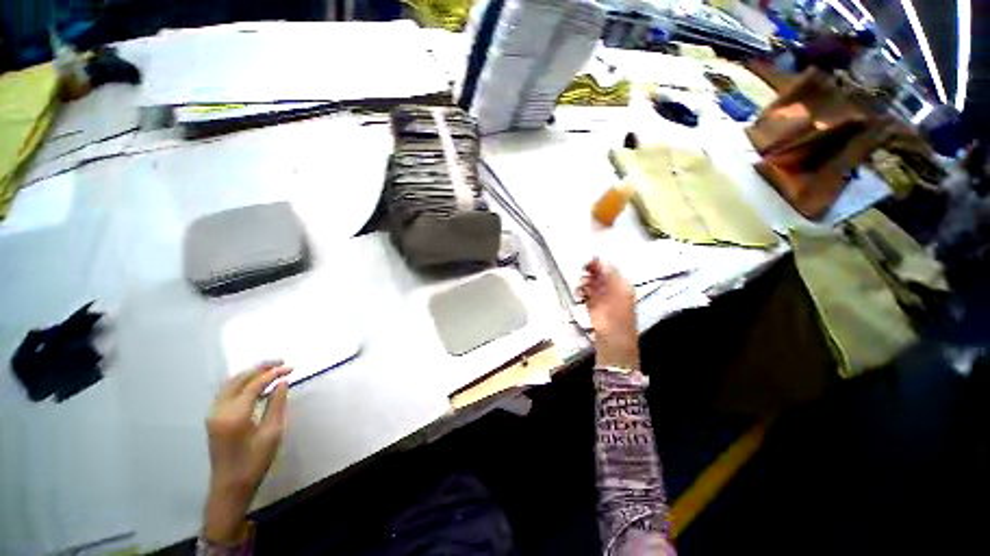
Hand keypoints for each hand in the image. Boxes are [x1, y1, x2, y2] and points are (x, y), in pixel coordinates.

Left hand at [204, 361, 289, 542]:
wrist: (230, 486)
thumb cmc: (255, 461)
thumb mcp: (272, 433)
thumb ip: (276, 404)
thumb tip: (282, 382)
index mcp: (234, 415)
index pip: (254, 384)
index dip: (273, 373)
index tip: (291, 368)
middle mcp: (219, 410)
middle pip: (238, 379)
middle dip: (260, 367)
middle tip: (281, 362)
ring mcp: (213, 414)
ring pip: (230, 383)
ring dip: (250, 373)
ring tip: (271, 368)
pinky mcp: (213, 418)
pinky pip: (226, 391)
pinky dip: (241, 382)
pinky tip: (255, 383)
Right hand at [578, 259, 638, 371]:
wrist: (613, 342)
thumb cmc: (617, 317)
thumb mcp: (616, 293)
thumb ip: (609, 275)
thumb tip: (602, 259)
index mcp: (622, 285)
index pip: (610, 269)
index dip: (600, 264)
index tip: (588, 261)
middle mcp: (612, 290)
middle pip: (600, 275)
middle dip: (590, 273)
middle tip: (582, 272)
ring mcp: (602, 298)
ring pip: (591, 284)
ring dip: (585, 283)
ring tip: (580, 286)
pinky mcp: (593, 306)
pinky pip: (586, 293)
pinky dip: (582, 292)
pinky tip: (579, 293)